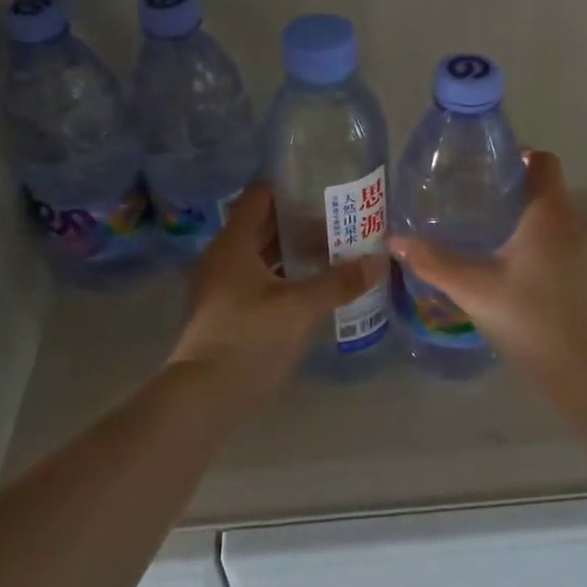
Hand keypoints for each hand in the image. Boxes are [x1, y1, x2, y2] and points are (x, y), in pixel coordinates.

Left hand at [169, 185, 384, 393]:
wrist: (206, 396)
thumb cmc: (250, 337)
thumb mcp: (301, 307)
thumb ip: (340, 281)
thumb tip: (380, 261)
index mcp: (233, 244)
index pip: (260, 197)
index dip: (291, 190)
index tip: (325, 192)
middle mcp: (223, 258)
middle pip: (263, 227)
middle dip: (301, 225)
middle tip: (341, 225)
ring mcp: (221, 287)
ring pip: (262, 257)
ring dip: (294, 254)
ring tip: (334, 256)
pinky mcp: (226, 314)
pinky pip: (259, 282)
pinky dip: (285, 279)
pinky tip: (313, 290)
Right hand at [388, 151, 586, 374]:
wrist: (582, 371)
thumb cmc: (528, 318)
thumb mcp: (473, 288)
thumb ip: (433, 261)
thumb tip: (395, 239)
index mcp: (550, 214)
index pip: (544, 162)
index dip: (518, 156)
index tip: (487, 168)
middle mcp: (576, 224)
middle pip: (548, 190)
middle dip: (514, 190)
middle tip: (474, 202)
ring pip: (556, 220)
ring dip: (527, 220)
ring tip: (489, 235)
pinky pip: (564, 245)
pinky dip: (541, 245)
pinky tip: (514, 270)